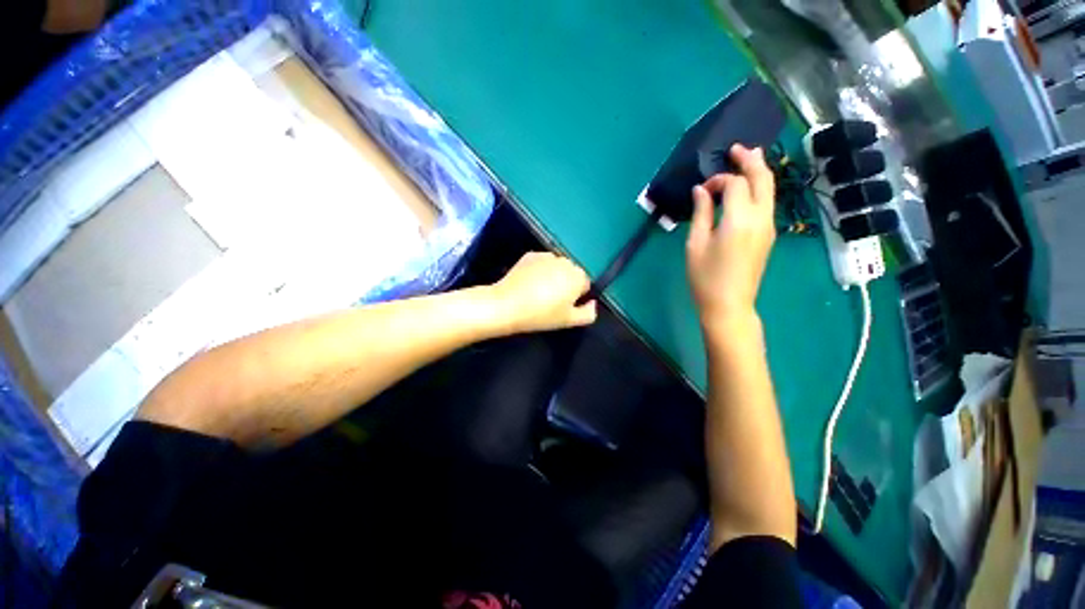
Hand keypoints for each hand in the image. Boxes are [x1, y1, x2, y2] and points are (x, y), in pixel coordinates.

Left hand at [490, 252, 596, 332]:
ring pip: (556, 267)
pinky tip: (528, 283)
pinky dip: (539, 270)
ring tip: (538, 292)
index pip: (585, 285)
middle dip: (565, 284)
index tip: (563, 307)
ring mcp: (547, 256)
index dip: (576, 297)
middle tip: (551, 301)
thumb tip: (593, 303)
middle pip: (571, 273)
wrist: (507, 305)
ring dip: (553, 276)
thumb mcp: (569, 321)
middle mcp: (565, 261)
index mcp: (578, 276)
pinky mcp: (530, 255)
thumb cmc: (541, 315)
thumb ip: (588, 313)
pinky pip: (541, 263)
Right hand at [686, 145, 775, 329]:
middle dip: (751, 160)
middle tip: (738, 148)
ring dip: (759, 172)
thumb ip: (701, 213)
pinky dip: (761, 188)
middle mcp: (761, 218)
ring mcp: (769, 226)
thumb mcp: (696, 244)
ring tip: (749, 157)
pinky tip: (750, 187)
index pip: (735, 184)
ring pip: (770, 189)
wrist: (729, 304)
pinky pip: (768, 203)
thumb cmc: (705, 277)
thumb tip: (701, 190)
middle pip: (763, 179)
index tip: (702, 190)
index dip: (718, 180)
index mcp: (740, 219)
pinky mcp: (769, 235)